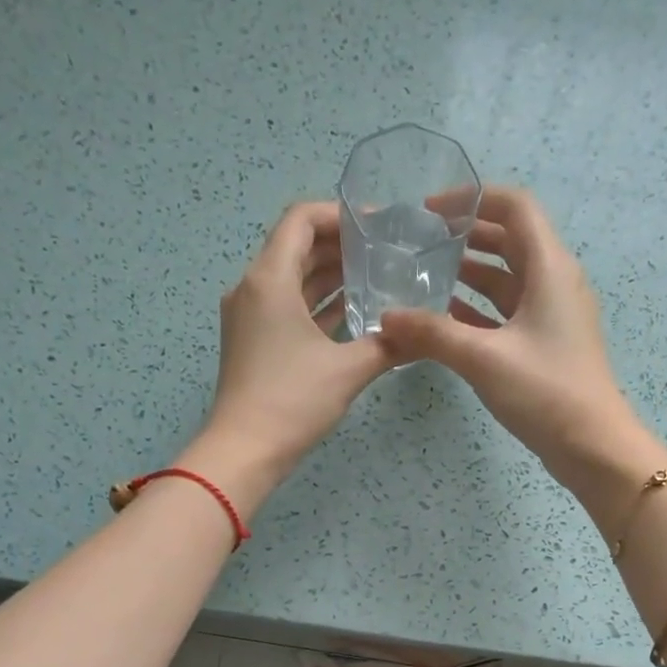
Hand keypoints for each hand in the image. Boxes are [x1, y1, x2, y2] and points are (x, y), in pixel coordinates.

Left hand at [183, 200, 397, 511]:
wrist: (245, 451)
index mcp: (269, 279)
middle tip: (385, 251)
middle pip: (296, 247)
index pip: (301, 220)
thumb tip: (421, 334)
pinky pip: (287, 308)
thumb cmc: (292, 401)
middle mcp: (253, 288)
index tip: (378, 225)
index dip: (340, 215)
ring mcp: (249, 317)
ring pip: (292, 280)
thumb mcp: (348, 370)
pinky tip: (351, 313)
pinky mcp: (253, 343)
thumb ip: (387, 345)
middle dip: (340, 245)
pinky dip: (317, 304)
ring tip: (375, 277)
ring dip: (329, 275)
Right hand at [378, 187, 666, 522]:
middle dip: (465, 236)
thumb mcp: (483, 358)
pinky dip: (476, 312)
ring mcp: (550, 317)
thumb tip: (386, 319)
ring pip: (506, 281)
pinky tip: (443, 322)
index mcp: (550, 268)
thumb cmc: (545, 391)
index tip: (429, 211)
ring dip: (468, 276)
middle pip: (509, 241)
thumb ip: (432, 334)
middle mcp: (554, 283)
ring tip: (422, 278)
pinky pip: (505, 315)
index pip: (515, 207)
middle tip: (420, 243)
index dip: (473, 198)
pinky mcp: (544, 346)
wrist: (591, 447)